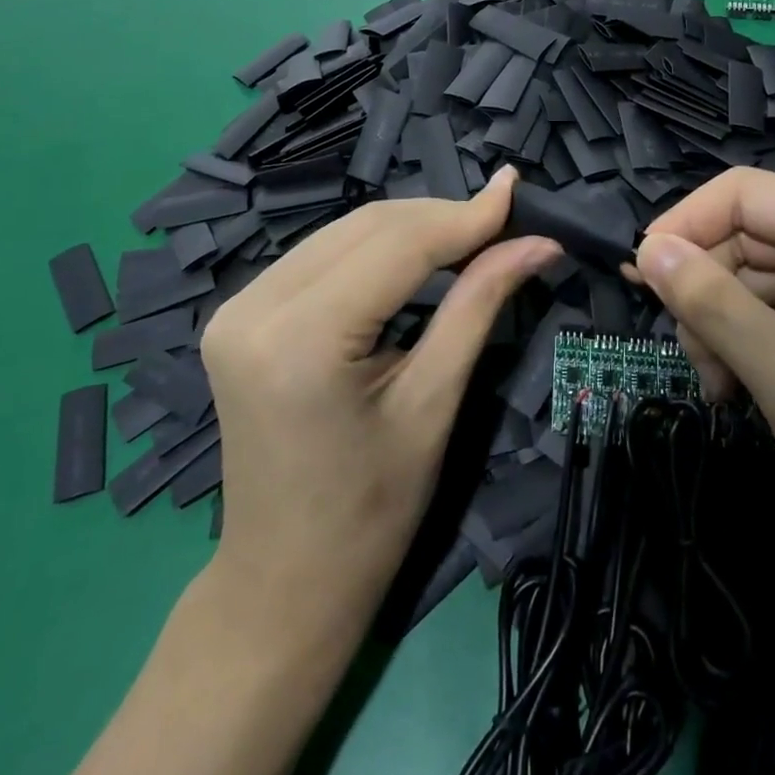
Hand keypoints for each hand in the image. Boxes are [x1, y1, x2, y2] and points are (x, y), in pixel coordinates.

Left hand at [200, 165, 559, 628]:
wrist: (283, 582)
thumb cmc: (370, 513)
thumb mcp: (433, 404)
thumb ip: (479, 306)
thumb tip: (538, 243)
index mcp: (300, 339)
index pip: (396, 245)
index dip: (464, 216)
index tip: (518, 192)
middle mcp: (254, 307)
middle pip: (367, 227)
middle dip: (441, 218)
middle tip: (504, 221)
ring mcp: (237, 307)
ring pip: (344, 233)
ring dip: (411, 228)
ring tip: (471, 238)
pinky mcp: (239, 314)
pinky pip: (321, 256)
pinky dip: (376, 249)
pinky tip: (416, 258)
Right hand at [629, 167, 774, 585]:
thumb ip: (712, 304)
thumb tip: (649, 249)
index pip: (743, 193)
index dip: (685, 225)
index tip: (644, 279)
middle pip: (745, 238)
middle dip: (706, 292)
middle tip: (697, 362)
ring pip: (754, 280)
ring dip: (722, 327)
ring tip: (722, 391)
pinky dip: (748, 347)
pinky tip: (742, 394)